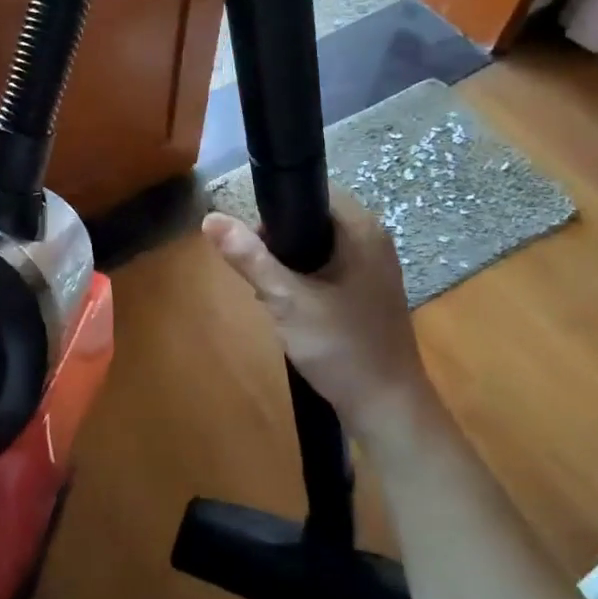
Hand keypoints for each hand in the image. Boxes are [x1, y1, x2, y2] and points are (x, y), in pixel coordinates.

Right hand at [202, 188, 443, 462]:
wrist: (387, 408)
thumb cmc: (340, 347)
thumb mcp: (286, 300)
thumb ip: (249, 258)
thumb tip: (210, 219)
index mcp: (362, 228)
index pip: (312, 190)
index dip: (276, 207)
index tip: (251, 239)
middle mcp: (374, 238)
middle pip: (313, 218)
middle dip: (279, 240)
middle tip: (258, 273)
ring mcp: (375, 266)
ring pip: (319, 245)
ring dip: (290, 263)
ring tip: (270, 292)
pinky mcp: (370, 291)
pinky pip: (330, 267)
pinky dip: (307, 278)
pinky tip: (292, 306)